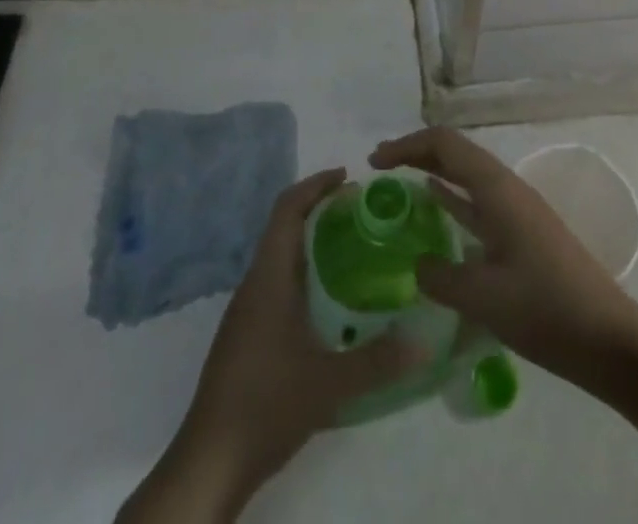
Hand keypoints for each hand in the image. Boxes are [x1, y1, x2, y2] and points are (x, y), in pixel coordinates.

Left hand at [119, 169, 420, 522]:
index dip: (315, 185)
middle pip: (284, 227)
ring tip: (353, 248)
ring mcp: (247, 310)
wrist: (210, 460)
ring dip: (311, 242)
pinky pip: (277, 282)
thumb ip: (379, 361)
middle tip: (362, 212)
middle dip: (319, 210)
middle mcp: (255, 283)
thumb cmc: (266, 405)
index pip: (287, 210)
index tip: (348, 177)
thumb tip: (426, 340)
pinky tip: (329, 300)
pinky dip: (303, 272)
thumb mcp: (330, 384)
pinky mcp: (247, 334)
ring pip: (279, 256)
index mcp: (268, 277)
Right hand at [369, 128, 637, 386]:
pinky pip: (478, 202)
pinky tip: (437, 209)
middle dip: (416, 153)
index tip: (374, 163)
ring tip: (399, 185)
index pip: (444, 145)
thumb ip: (440, 277)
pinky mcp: (524, 235)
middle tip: (379, 168)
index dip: (406, 146)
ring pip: (467, 176)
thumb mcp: (483, 297)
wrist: (610, 341)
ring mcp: (517, 211)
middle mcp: (506, 188)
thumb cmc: (545, 310)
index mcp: (496, 188)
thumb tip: (418, 266)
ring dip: (433, 173)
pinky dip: (452, 199)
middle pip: (455, 153)